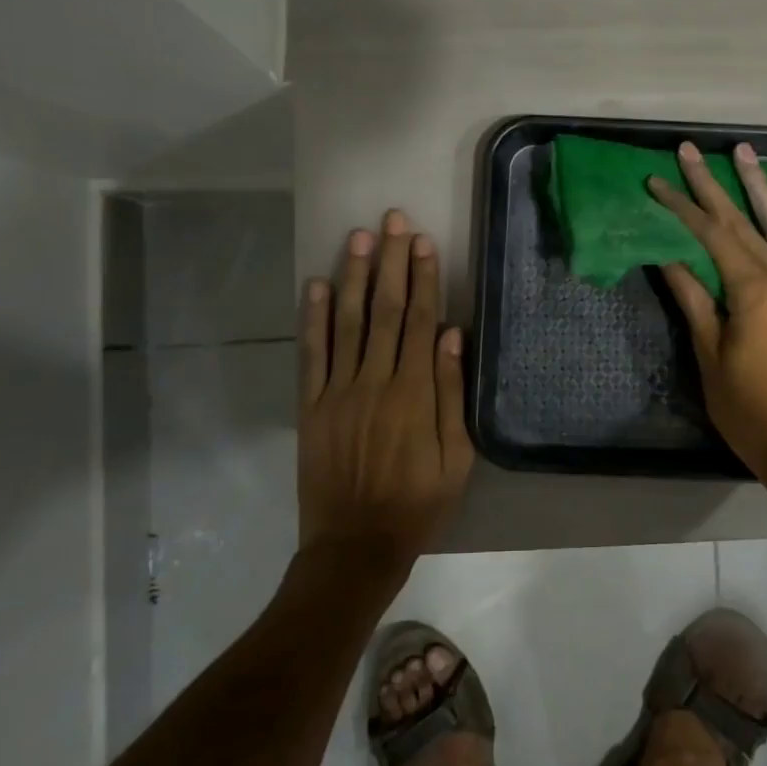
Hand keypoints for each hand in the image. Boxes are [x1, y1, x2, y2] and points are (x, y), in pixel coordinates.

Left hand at [297, 209, 472, 571]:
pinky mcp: (311, 406)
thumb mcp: (456, 459)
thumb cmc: (417, 504)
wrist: (355, 546)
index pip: (421, 321)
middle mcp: (375, 381)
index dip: (423, 278)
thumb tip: (454, 337)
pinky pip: (312, 354)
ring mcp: (338, 392)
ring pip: (348, 322)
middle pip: (386, 310)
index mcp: (415, 393)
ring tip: (358, 237)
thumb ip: (453, 395)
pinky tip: (317, 285)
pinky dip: (313, 318)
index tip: (422, 241)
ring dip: (354, 277)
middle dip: (390, 261)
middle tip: (392, 219)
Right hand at [649, 142, 766, 477]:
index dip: (681, 206)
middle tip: (690, 150)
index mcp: (751, 291)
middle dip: (712, 184)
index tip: (656, 182)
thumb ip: (694, 301)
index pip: (710, 236)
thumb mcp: (710, 356)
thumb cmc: (748, 409)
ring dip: (760, 187)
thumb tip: (669, 258)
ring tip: (742, 153)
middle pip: (742, 222)